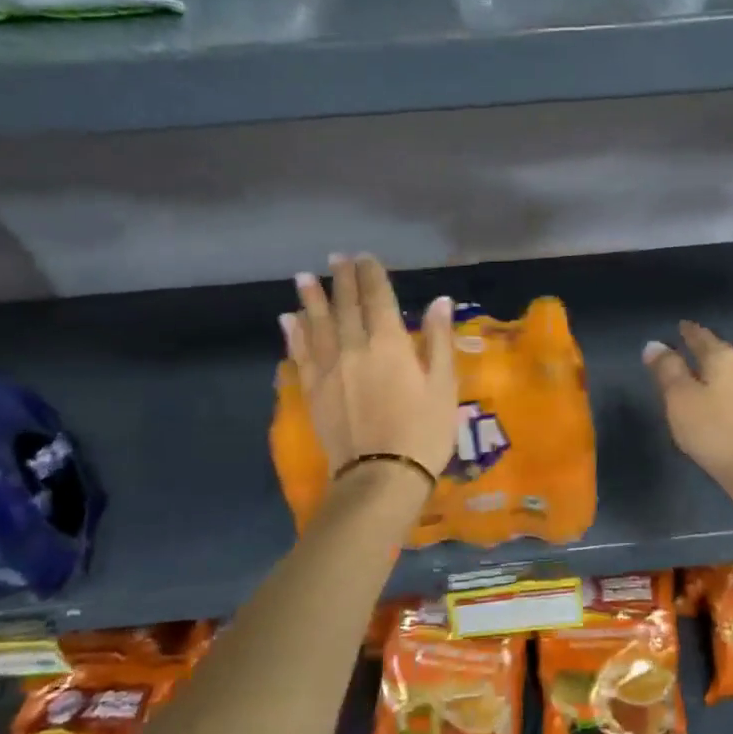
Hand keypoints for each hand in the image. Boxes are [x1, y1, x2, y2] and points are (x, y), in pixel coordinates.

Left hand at [283, 255, 457, 482]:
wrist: (381, 476)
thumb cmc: (424, 432)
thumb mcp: (443, 386)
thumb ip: (438, 340)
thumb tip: (440, 301)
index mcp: (389, 343)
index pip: (377, 297)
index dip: (371, 274)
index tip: (365, 256)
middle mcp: (353, 347)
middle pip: (345, 305)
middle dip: (342, 279)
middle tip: (336, 258)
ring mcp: (329, 370)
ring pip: (316, 325)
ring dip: (310, 299)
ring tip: (304, 277)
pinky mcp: (314, 392)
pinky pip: (301, 355)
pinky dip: (295, 334)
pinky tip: (288, 321)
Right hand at [643, 321, 732, 488]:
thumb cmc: (712, 429)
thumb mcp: (679, 397)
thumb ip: (667, 369)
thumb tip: (654, 344)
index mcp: (723, 357)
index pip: (701, 336)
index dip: (688, 331)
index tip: (679, 325)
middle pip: (717, 352)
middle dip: (701, 349)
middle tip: (683, 347)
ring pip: (727, 372)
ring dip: (711, 370)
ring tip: (694, 373)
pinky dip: (719, 389)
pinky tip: (712, 398)